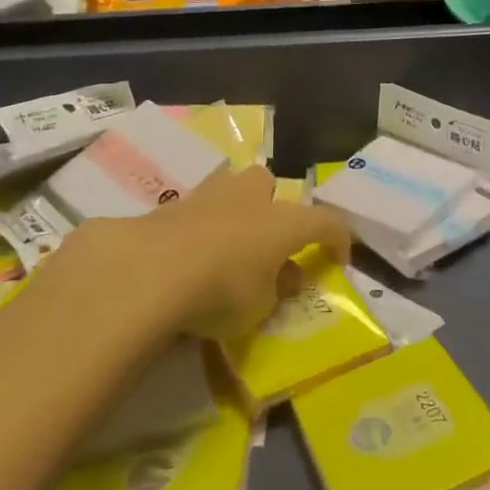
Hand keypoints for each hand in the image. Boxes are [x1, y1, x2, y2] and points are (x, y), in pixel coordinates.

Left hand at [101, 166, 353, 339]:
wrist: (150, 271)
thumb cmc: (221, 290)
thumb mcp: (260, 307)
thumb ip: (276, 288)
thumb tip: (284, 278)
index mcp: (284, 221)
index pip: (326, 221)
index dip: (338, 238)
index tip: (339, 259)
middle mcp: (250, 199)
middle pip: (268, 183)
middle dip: (270, 204)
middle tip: (265, 239)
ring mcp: (208, 196)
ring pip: (228, 187)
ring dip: (231, 209)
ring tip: (222, 243)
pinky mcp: (169, 206)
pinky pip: (193, 210)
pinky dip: (195, 228)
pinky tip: (186, 255)